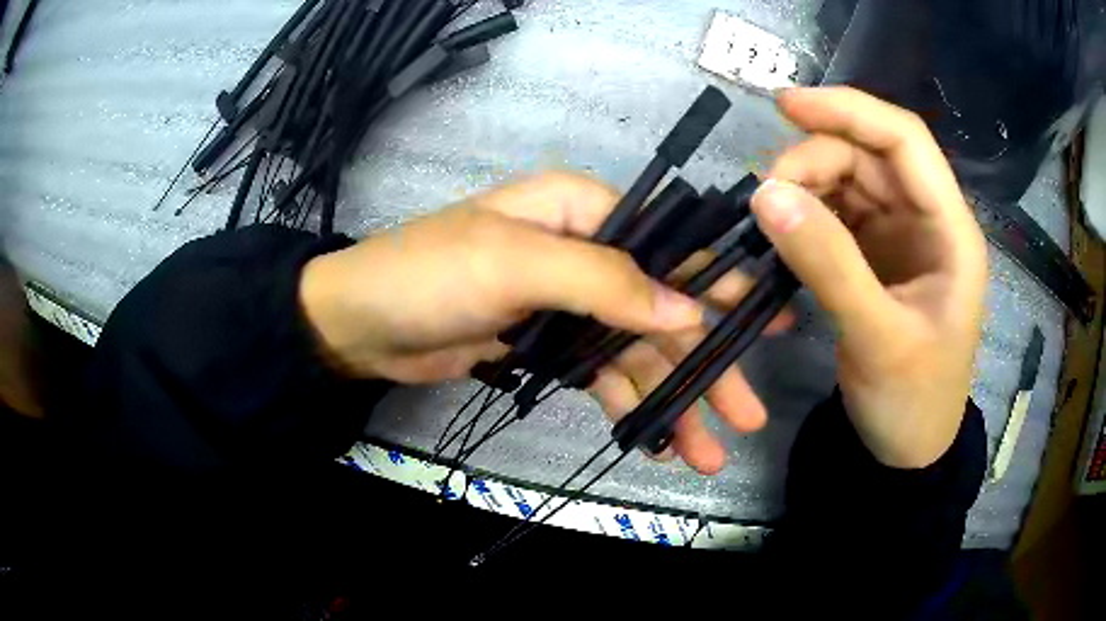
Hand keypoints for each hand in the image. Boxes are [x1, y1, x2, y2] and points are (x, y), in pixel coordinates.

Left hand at [300, 172, 782, 473]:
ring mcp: (568, 305)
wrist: (359, 326)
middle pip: (662, 311)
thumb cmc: (428, 275)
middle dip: (706, 363)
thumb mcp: (514, 263)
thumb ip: (604, 281)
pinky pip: (604, 376)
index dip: (721, 284)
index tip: (768, 322)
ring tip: (708, 452)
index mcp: (581, 211)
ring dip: (673, 400)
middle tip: (748, 412)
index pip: (669, 245)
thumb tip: (686, 308)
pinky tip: (659, 440)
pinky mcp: (550, 346)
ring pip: (637, 354)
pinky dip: (632, 406)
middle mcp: (584, 252)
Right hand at [750, 87, 987, 467]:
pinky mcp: (877, 257)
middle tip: (766, 192)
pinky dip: (807, 214)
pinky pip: (838, 215)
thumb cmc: (912, 401)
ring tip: (770, 215)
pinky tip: (784, 231)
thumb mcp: (877, 339)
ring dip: (807, 185)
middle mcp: (928, 220)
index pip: (904, 140)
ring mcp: (902, 237)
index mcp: (951, 230)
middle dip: (816, 160)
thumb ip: (829, 266)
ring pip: (850, 181)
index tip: (786, 105)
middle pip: (870, 157)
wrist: (909, 449)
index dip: (849, 110)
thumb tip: (766, 194)